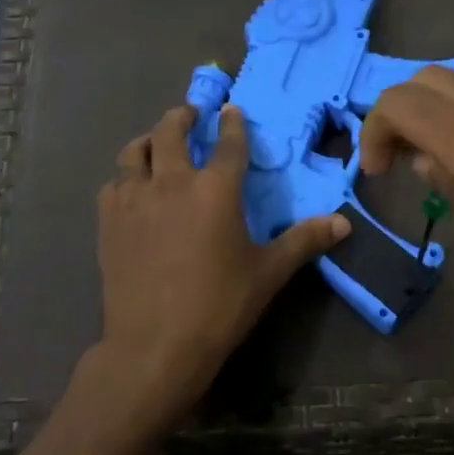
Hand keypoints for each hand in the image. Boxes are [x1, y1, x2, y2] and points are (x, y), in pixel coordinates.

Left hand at [96, 104, 349, 426]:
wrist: (156, 344)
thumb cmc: (219, 305)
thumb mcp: (268, 273)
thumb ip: (304, 241)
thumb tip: (344, 223)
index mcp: (215, 189)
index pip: (227, 143)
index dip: (232, 123)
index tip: (232, 110)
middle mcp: (171, 182)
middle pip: (171, 131)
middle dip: (183, 116)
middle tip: (190, 115)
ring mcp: (134, 199)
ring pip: (134, 151)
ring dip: (149, 140)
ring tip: (156, 143)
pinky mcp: (108, 221)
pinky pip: (114, 183)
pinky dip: (125, 176)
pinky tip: (132, 188)